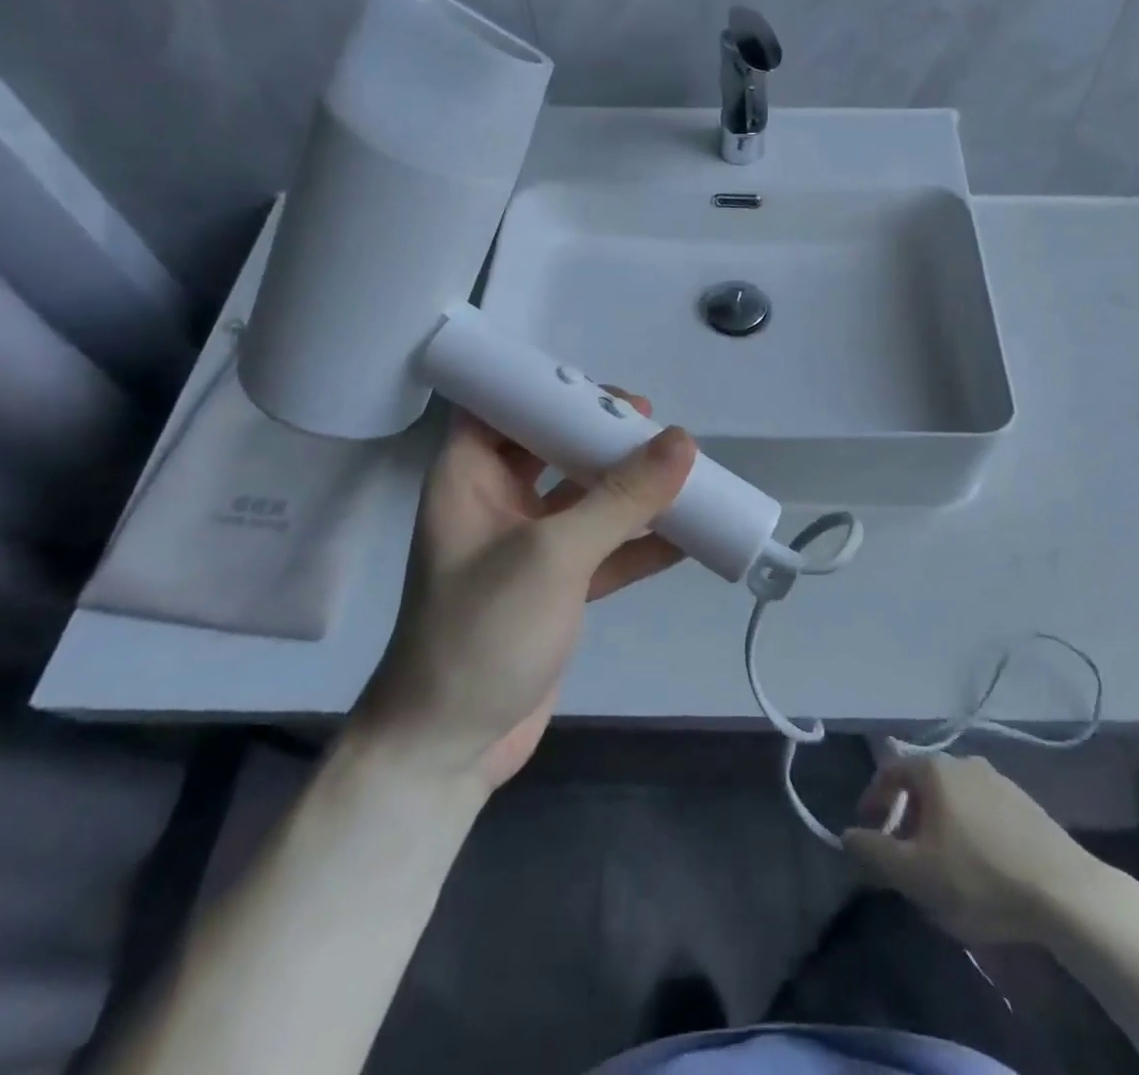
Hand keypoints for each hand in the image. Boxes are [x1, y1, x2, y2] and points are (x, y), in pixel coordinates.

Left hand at [357, 395, 695, 789]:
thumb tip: (682, 441)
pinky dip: (641, 543)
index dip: (548, 390)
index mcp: (469, 477)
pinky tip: (689, 537)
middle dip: (601, 436)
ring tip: (683, 471)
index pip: (501, 406)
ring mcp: (528, 546)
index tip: (605, 394)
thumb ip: (619, 498)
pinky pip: (604, 548)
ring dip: (630, 487)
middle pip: (551, 447)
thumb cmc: (482, 632)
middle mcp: (495, 502)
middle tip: (653, 427)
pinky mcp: (556, 586)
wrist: (449, 747)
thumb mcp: (553, 555)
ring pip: (584, 497)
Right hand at [842, 754, 1121, 946]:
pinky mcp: (1026, 804)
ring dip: (937, 825)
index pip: (889, 771)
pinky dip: (967, 829)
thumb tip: (847, 835)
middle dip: (906, 817)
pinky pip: (981, 810)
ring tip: (939, 864)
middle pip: (922, 784)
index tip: (867, 831)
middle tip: (902, 855)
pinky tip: (978, 866)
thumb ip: (874, 851)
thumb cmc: (979, 878)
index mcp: (935, 770)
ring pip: (953, 798)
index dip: (873, 800)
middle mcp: (964, 762)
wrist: (1065, 893)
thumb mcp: (915, 874)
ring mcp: (999, 780)